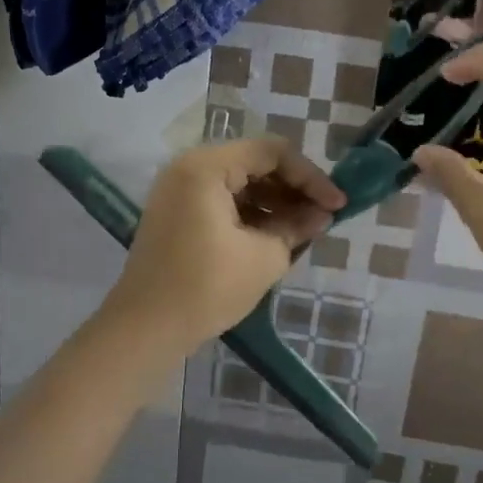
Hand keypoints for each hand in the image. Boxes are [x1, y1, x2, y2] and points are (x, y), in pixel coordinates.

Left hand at [105, 137, 344, 351]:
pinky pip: (222, 201)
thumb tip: (321, 215)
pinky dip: (251, 214)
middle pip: (255, 163)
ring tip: (305, 230)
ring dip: (275, 202)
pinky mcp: (177, 214)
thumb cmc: (206, 288)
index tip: (338, 204)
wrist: (145, 330)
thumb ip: (297, 227)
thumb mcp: (264, 257)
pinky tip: (277, 236)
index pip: (272, 153)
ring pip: (240, 183)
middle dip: (293, 189)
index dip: (311, 177)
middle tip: (324, 217)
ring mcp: (179, 191)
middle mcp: (189, 168)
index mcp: (207, 167)